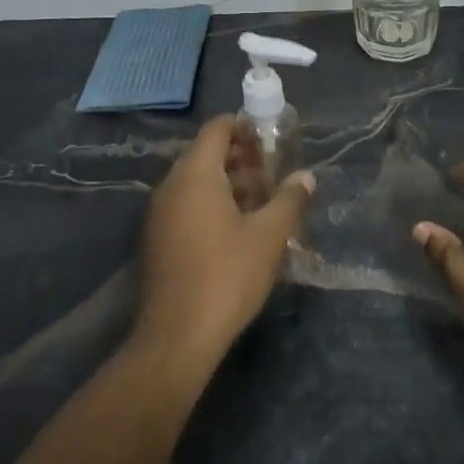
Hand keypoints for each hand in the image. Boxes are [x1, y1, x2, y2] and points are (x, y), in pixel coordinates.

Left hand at [138, 115, 314, 366]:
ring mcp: (159, 214)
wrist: (177, 335)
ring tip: (263, 204)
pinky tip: (239, 230)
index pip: (217, 129)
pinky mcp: (157, 239)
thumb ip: (289, 200)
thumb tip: (306, 176)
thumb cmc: (227, 276)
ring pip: (197, 183)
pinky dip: (212, 205)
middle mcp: (171, 186)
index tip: (272, 140)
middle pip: (206, 155)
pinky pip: (187, 205)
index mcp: (195, 175)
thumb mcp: (269, 236)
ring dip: (230, 184)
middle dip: (242, 159)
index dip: (245, 127)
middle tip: (274, 176)